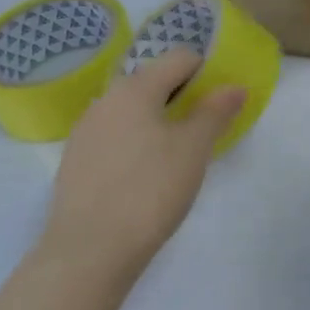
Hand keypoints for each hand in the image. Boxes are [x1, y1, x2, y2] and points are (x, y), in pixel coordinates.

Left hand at [39, 49, 244, 281]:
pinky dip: (136, 140)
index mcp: (135, 88)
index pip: (179, 58)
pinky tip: (146, 173)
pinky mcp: (75, 161)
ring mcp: (85, 130)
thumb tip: (234, 87)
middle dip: (183, 95)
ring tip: (178, 153)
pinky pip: (115, 134)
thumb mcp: (194, 149)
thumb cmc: (150, 190)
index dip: (207, 70)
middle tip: (204, 127)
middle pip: (153, 81)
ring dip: (159, 118)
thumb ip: (215, 112)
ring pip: (132, 109)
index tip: (223, 99)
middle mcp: (105, 99)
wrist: (89, 251)